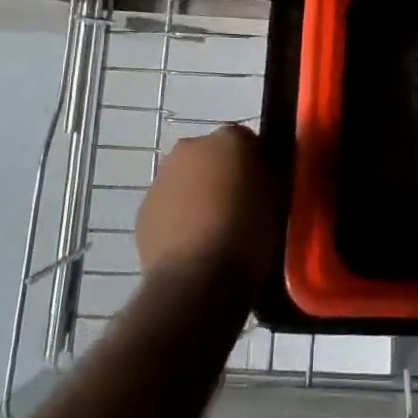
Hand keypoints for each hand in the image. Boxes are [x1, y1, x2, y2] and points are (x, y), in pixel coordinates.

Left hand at [136, 124, 277, 283]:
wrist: (197, 279)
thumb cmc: (247, 234)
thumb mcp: (274, 201)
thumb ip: (262, 179)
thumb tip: (256, 179)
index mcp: (229, 139)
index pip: (247, 142)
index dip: (255, 165)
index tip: (262, 188)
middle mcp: (191, 147)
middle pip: (211, 155)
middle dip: (221, 174)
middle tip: (237, 206)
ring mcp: (162, 177)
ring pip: (185, 179)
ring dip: (196, 195)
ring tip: (212, 230)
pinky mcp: (143, 210)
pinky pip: (167, 206)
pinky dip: (177, 218)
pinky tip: (191, 244)